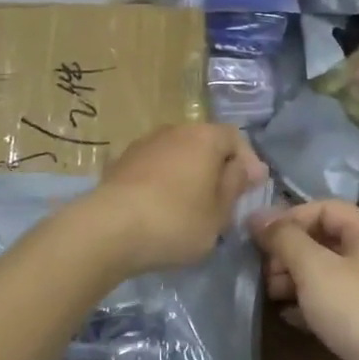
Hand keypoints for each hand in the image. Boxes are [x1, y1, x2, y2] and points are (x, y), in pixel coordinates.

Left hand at [83, 123, 265, 272]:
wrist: (107, 229)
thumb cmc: (176, 221)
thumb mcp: (219, 212)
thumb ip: (235, 185)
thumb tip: (245, 167)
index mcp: (204, 137)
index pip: (236, 138)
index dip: (248, 162)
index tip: (251, 190)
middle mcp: (174, 130)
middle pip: (205, 144)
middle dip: (217, 169)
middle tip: (223, 201)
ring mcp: (143, 144)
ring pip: (178, 155)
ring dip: (189, 176)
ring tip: (191, 208)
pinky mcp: (120, 163)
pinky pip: (154, 168)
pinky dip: (164, 183)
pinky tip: (162, 210)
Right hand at [248, 201, 358, 359]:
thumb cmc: (357, 308)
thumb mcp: (314, 267)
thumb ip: (284, 238)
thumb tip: (256, 216)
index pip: (324, 209)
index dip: (290, 218)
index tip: (259, 238)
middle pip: (323, 240)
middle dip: (289, 251)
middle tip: (264, 271)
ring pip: (324, 273)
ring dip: (293, 278)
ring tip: (269, 293)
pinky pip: (329, 303)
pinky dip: (306, 304)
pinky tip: (286, 315)